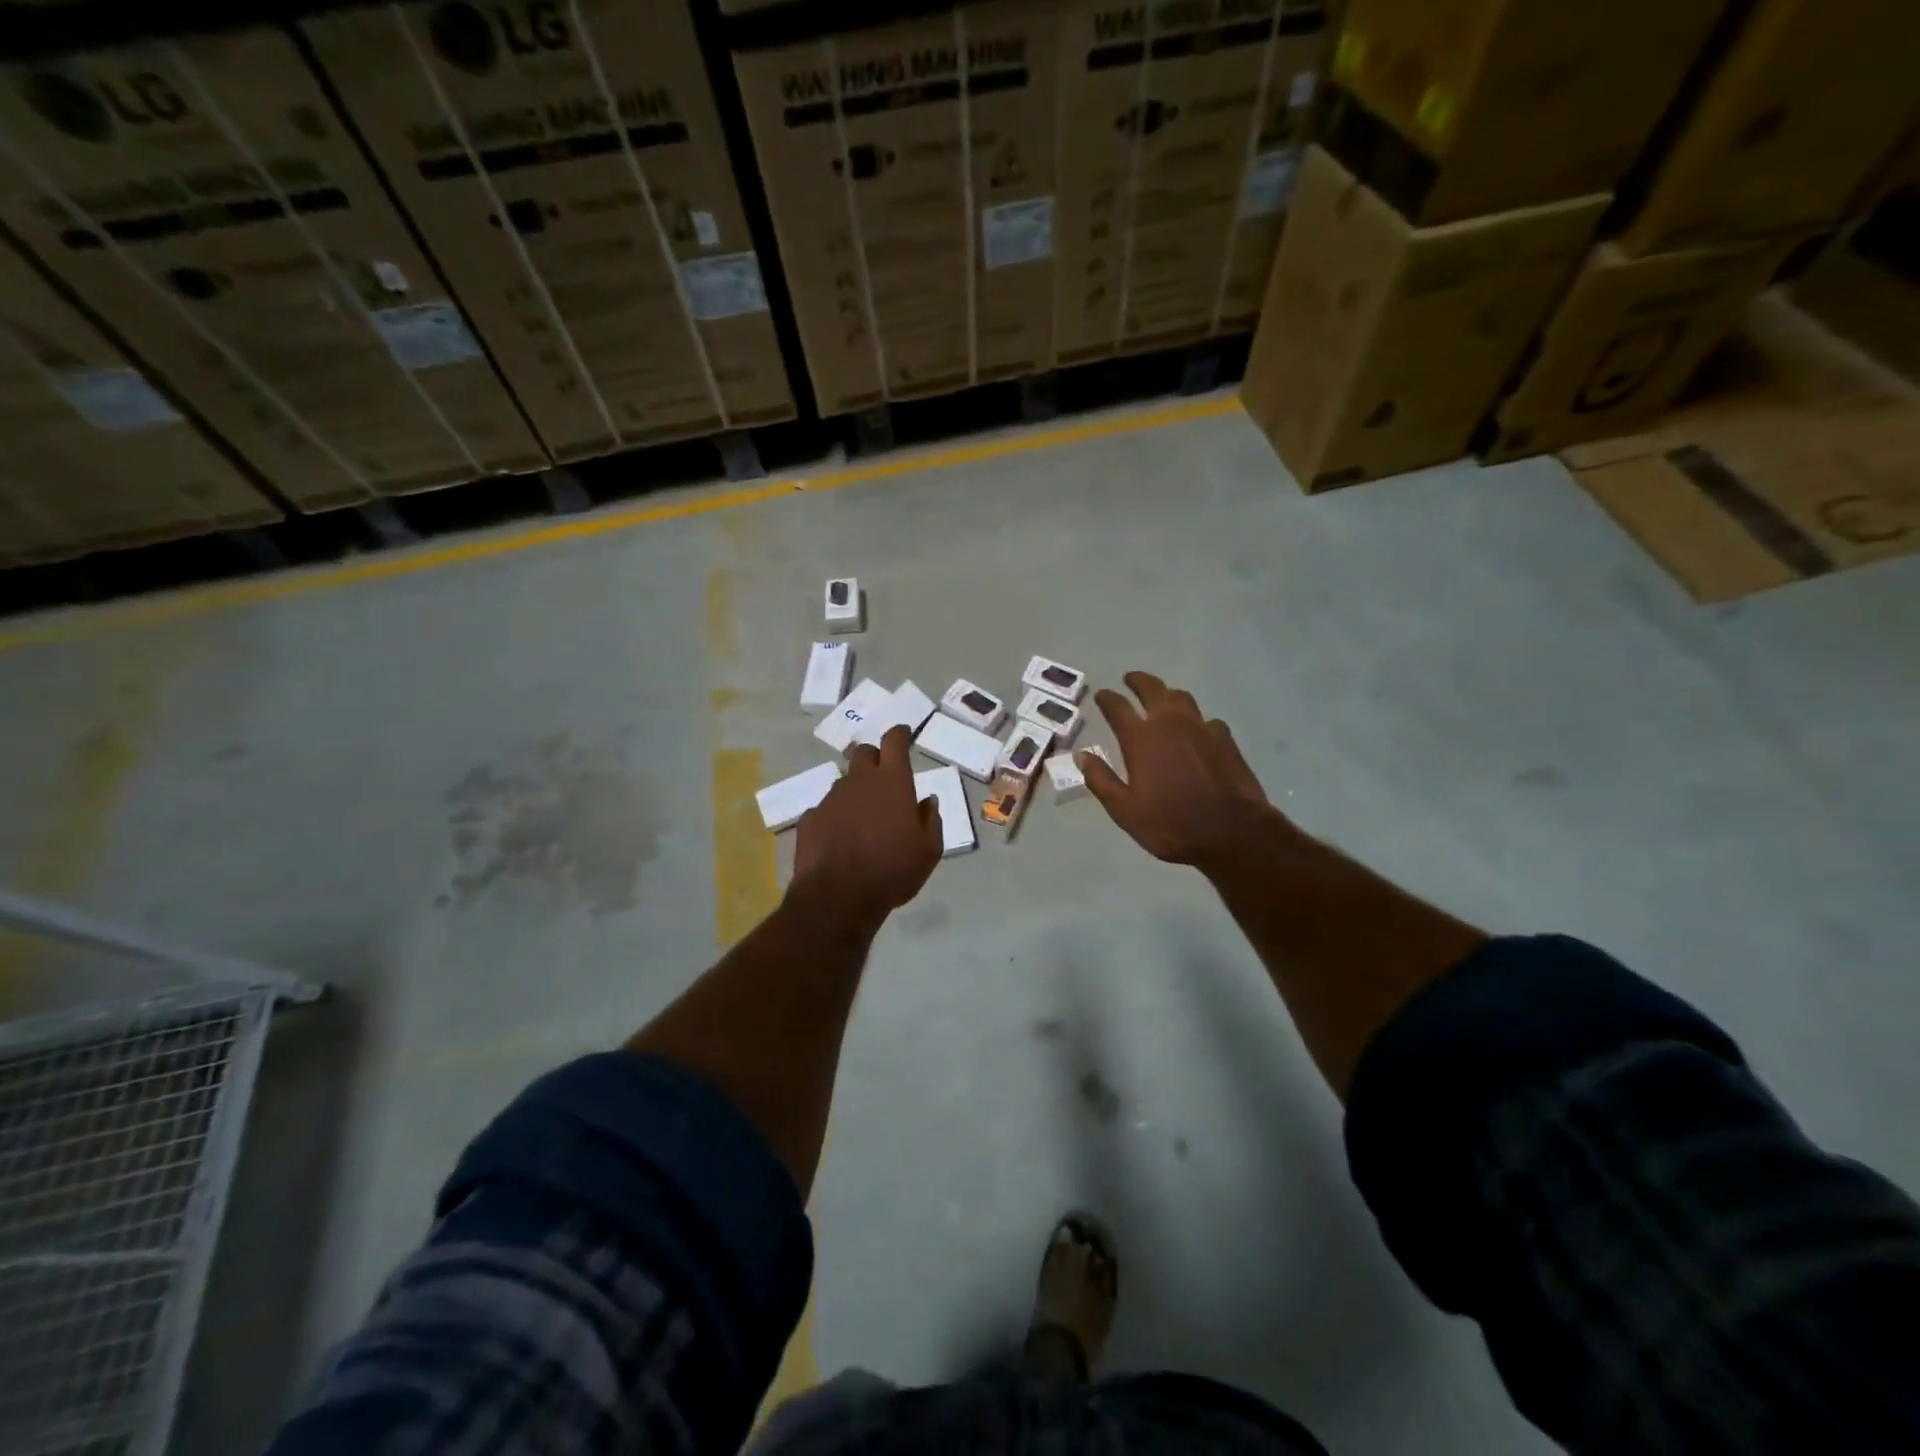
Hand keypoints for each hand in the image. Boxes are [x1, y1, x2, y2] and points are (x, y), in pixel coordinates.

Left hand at [792, 725, 942, 929]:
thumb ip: (931, 820)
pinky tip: (840, 838)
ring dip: (856, 792)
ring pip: (845, 782)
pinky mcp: (810, 818)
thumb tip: (927, 801)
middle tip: (884, 779)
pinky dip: (835, 816)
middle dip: (875, 758)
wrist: (838, 896)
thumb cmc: (893, 870)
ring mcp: (831, 798)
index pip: (894, 741)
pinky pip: (826, 809)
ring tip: (863, 818)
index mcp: (892, 782)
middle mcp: (859, 781)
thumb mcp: (929, 850)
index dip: (899, 734)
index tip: (903, 734)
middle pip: (864, 753)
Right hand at [1081, 671, 1290, 871]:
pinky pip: (1207, 720)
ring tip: (1162, 698)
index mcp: (1141, 738)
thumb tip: (1083, 755)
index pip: (1117, 707)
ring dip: (1167, 694)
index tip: (1101, 695)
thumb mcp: (1124, 810)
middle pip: (1152, 689)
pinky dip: (1196, 720)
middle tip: (1130, 679)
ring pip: (1182, 698)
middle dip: (1138, 681)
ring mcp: (1201, 728)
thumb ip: (1101, 780)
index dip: (1107, 698)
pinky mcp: (1225, 739)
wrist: (1231, 831)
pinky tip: (1197, 730)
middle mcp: (1170, 723)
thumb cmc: (1170, 823)